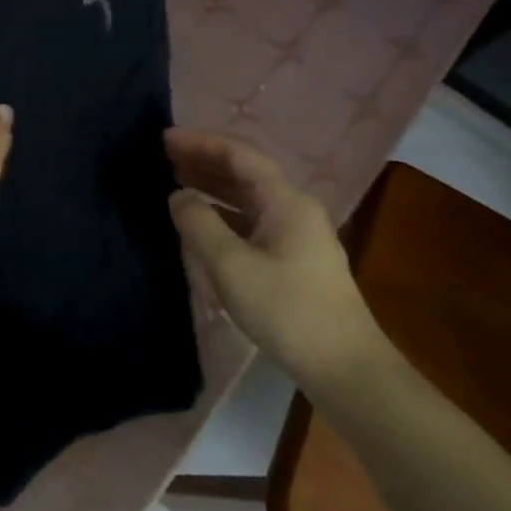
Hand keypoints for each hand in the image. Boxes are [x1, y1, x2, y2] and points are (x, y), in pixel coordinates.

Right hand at [165, 130, 387, 392]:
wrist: (346, 370)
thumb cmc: (287, 310)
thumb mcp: (231, 265)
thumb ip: (199, 223)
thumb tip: (179, 196)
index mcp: (285, 201)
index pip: (240, 155)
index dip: (200, 143)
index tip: (164, 139)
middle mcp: (295, 209)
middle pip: (245, 172)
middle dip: (205, 160)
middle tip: (164, 157)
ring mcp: (298, 235)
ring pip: (248, 197)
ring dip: (213, 186)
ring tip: (176, 181)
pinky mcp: (294, 260)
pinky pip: (252, 220)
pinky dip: (223, 212)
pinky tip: (202, 222)